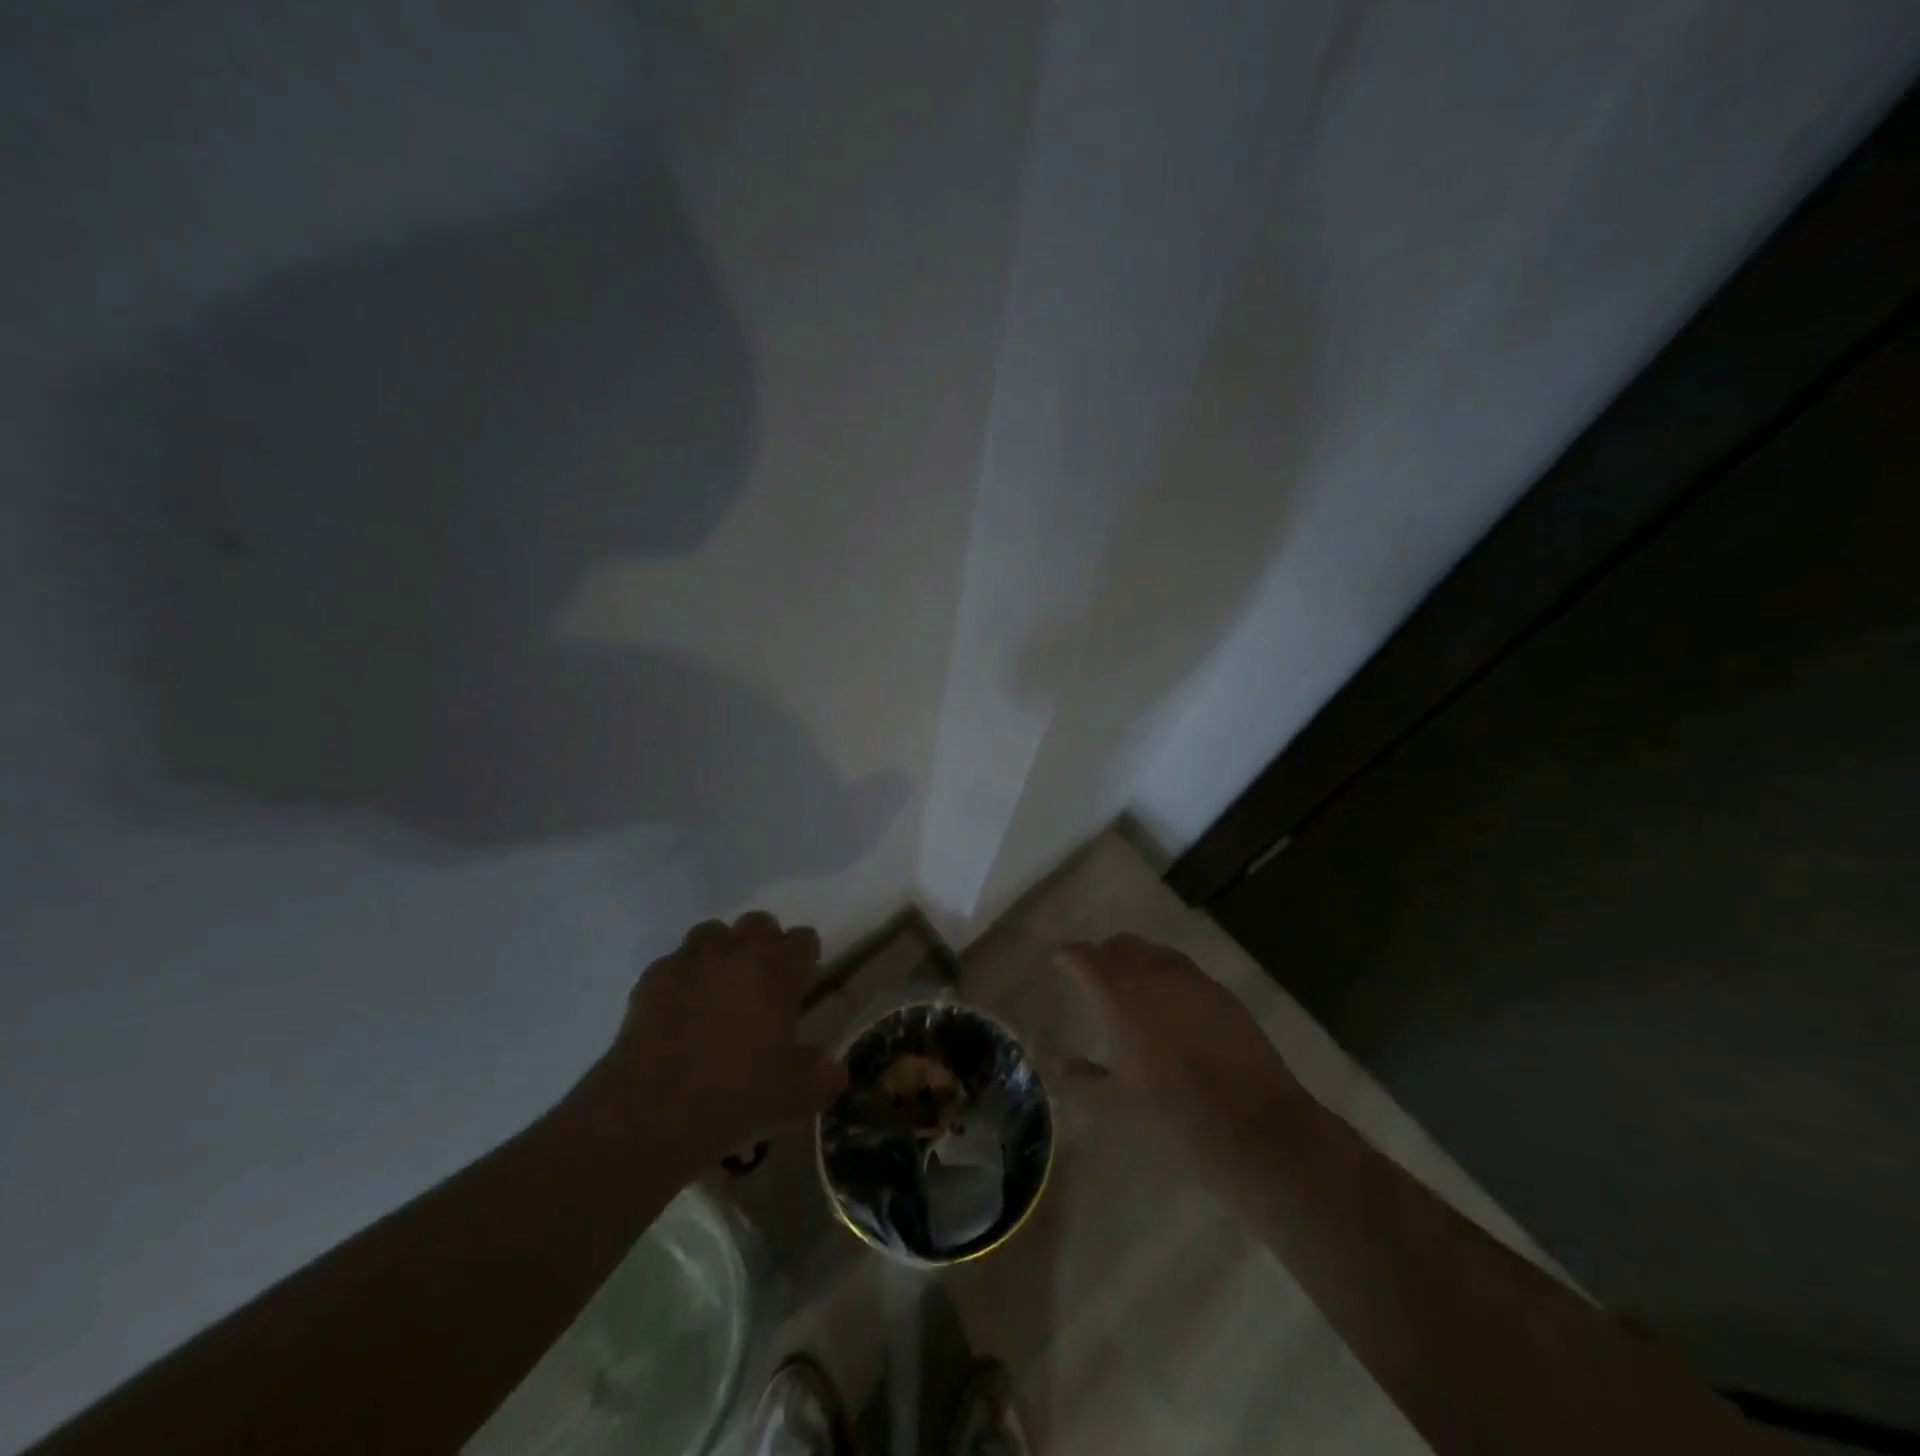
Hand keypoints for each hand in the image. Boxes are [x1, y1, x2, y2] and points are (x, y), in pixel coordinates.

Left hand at [596, 912, 847, 1164]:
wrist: (653, 1111)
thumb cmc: (738, 1095)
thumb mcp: (798, 1096)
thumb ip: (823, 1076)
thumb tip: (834, 1070)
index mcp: (779, 971)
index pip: (804, 939)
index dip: (805, 957)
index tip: (802, 982)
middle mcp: (738, 954)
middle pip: (759, 923)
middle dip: (764, 944)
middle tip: (762, 983)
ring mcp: (691, 961)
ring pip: (713, 932)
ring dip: (721, 952)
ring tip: (719, 988)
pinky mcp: (651, 979)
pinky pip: (674, 963)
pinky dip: (681, 978)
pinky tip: (679, 1009)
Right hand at [1057, 934, 1302, 1157]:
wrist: (1252, 1120)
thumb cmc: (1172, 1110)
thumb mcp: (1116, 1103)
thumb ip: (1084, 1081)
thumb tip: (1062, 1066)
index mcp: (1118, 993)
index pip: (1084, 956)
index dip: (1069, 956)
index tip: (1061, 962)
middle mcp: (1152, 973)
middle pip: (1120, 944)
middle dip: (1103, 953)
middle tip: (1094, 972)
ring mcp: (1191, 978)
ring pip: (1154, 951)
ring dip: (1137, 959)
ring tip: (1132, 982)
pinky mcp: (1220, 992)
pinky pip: (1183, 969)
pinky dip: (1168, 975)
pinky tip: (1171, 1002)